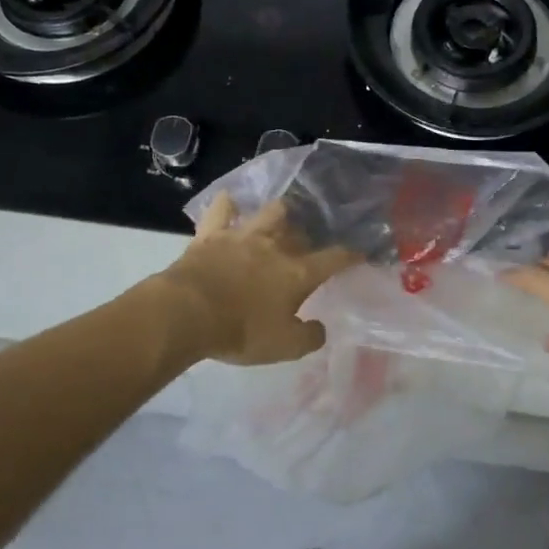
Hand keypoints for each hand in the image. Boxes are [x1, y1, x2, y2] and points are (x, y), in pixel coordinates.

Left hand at [159, 197, 360, 364]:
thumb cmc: (241, 331)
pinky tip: (231, 202)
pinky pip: (221, 210)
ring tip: (280, 220)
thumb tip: (319, 328)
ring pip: (270, 212)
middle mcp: (276, 247)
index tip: (359, 253)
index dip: (350, 255)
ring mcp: (243, 236)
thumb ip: (309, 337)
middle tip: (307, 247)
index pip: (334, 258)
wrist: (188, 313)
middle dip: (308, 237)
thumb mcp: (285, 347)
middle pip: (301, 232)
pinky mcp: (211, 235)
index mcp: (298, 273)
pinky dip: (228, 205)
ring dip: (279, 215)